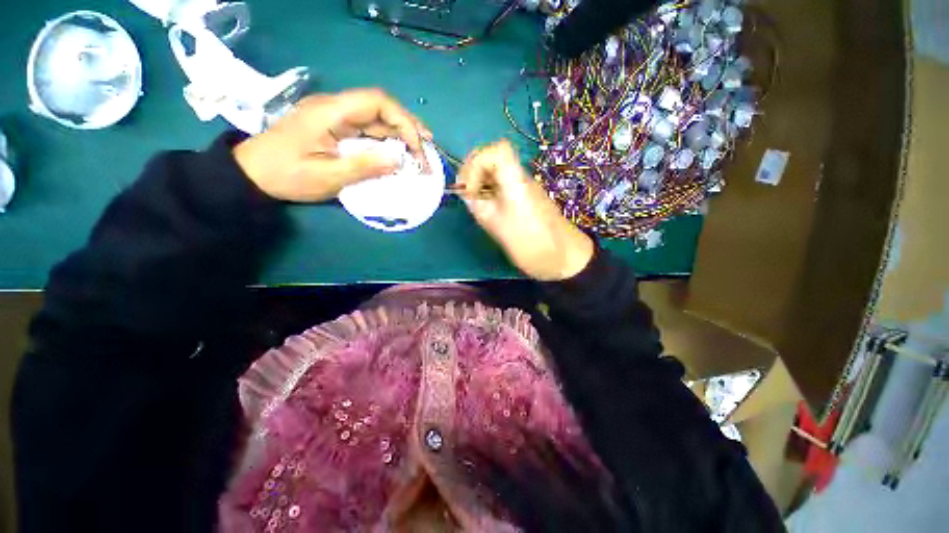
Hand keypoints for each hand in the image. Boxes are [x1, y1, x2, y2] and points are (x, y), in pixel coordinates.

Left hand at [233, 89, 431, 201]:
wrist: (253, 174)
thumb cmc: (287, 175)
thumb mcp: (326, 176)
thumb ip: (364, 166)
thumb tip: (399, 159)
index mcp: (331, 112)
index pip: (377, 101)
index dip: (403, 120)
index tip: (417, 147)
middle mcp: (336, 108)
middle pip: (381, 107)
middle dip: (408, 126)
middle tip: (428, 146)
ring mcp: (336, 117)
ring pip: (377, 118)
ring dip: (401, 132)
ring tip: (420, 150)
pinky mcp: (336, 128)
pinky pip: (368, 129)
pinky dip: (388, 140)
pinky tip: (399, 152)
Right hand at [458, 140, 593, 280]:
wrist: (564, 258)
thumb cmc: (532, 244)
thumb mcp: (499, 227)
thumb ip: (480, 206)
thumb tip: (468, 194)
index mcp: (516, 182)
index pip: (496, 150)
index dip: (476, 164)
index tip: (472, 190)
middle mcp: (520, 178)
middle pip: (493, 157)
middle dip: (474, 172)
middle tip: (468, 194)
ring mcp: (523, 188)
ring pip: (495, 172)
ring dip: (480, 183)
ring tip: (474, 203)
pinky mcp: (523, 198)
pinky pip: (501, 185)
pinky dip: (488, 192)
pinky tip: (486, 209)